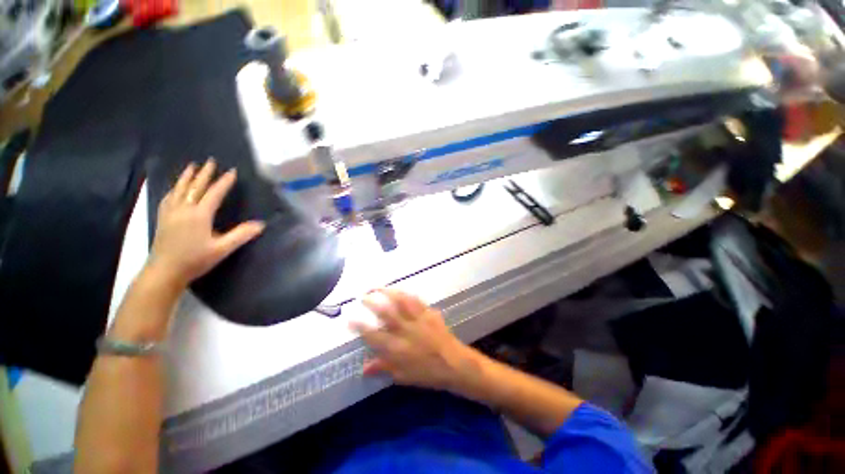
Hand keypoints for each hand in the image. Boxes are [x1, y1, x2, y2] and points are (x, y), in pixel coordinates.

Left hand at [147, 159, 264, 287]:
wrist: (164, 271)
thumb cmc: (195, 260)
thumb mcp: (222, 249)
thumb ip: (241, 235)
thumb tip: (261, 224)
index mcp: (199, 215)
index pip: (214, 193)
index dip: (224, 182)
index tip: (232, 171)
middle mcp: (184, 209)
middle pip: (195, 187)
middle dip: (204, 173)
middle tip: (211, 161)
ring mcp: (171, 212)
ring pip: (179, 189)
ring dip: (187, 177)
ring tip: (192, 167)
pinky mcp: (163, 218)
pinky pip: (169, 197)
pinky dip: (174, 188)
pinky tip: (175, 188)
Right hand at [352, 289, 473, 390]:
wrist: (454, 364)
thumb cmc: (428, 373)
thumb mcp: (404, 376)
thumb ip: (384, 368)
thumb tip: (364, 367)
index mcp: (398, 348)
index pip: (374, 335)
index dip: (360, 326)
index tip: (350, 319)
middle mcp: (406, 331)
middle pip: (386, 313)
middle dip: (373, 302)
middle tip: (364, 296)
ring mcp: (418, 320)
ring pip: (401, 302)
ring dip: (389, 293)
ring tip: (379, 287)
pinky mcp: (429, 313)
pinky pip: (417, 301)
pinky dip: (407, 294)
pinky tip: (401, 291)